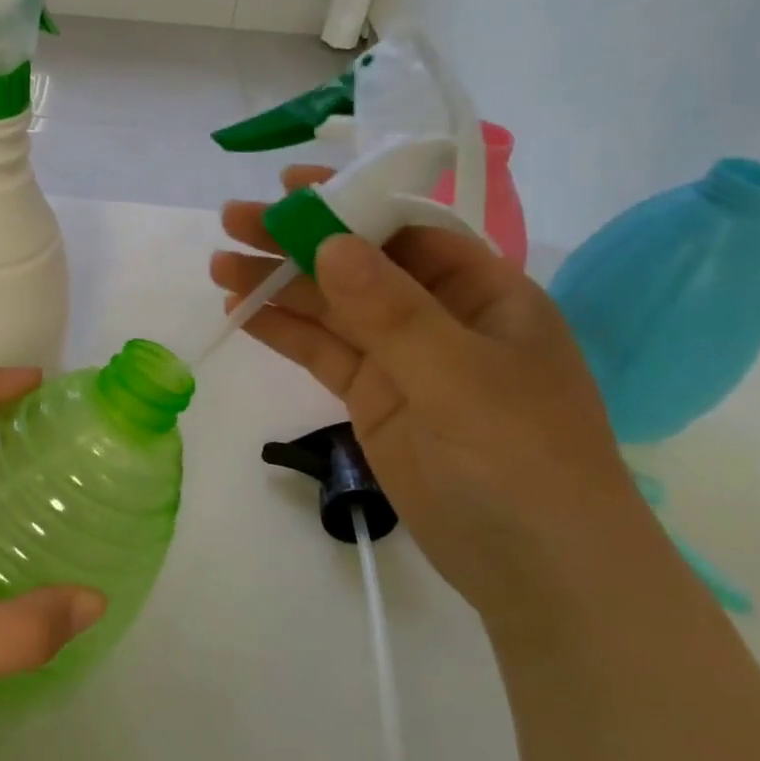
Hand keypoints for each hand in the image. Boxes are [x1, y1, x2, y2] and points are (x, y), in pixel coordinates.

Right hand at [212, 166, 645, 622]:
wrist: (540, 574)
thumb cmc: (522, 460)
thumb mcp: (460, 378)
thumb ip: (392, 311)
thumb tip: (330, 244)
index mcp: (485, 293)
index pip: (407, 230)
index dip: (349, 202)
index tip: (290, 186)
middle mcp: (441, 317)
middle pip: (359, 266)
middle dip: (297, 242)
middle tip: (232, 222)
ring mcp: (405, 362)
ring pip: (333, 310)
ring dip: (279, 286)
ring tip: (220, 266)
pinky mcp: (374, 401)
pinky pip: (324, 354)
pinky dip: (285, 332)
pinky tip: (244, 312)